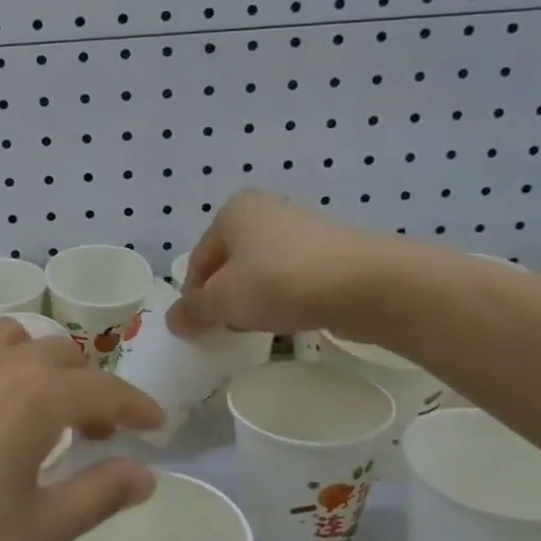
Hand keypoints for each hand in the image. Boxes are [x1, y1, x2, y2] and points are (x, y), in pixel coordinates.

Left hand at [0, 320, 163, 540]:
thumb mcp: (44, 532)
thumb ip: (102, 494)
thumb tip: (144, 473)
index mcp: (36, 397)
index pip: (104, 390)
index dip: (136, 406)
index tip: (154, 426)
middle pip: (58, 355)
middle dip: (86, 387)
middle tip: (91, 433)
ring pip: (2, 336)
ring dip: (30, 360)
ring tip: (30, 403)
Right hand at [168, 190, 431, 340]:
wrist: (366, 284)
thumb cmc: (280, 282)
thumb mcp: (224, 301)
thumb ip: (194, 311)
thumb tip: (174, 321)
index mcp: (232, 212)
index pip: (198, 260)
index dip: (193, 297)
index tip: (198, 329)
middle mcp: (265, 211)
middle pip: (229, 264)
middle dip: (224, 297)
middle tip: (225, 329)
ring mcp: (302, 229)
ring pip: (262, 271)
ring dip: (254, 300)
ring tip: (259, 328)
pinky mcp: (331, 253)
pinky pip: (293, 279)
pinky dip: (285, 298)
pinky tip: (291, 320)